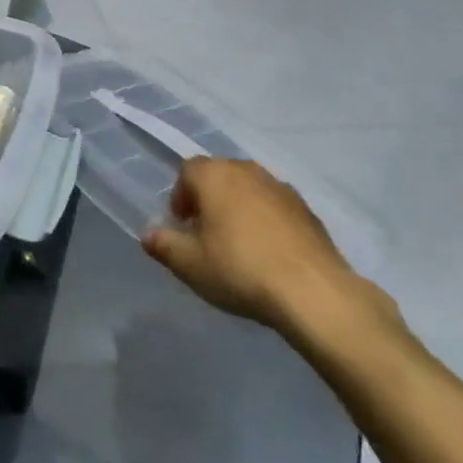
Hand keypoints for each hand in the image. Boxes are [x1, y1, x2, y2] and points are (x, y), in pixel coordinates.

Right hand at [143, 158, 390, 337]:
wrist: (313, 292)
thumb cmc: (239, 269)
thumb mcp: (188, 264)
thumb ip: (163, 245)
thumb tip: (149, 235)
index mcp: (215, 176)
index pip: (188, 170)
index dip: (180, 195)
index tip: (183, 225)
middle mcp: (248, 172)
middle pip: (220, 175)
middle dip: (209, 198)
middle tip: (206, 233)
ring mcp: (282, 189)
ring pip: (249, 190)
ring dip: (239, 208)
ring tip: (238, 244)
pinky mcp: (309, 211)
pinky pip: (275, 208)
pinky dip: (266, 221)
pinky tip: (268, 253)